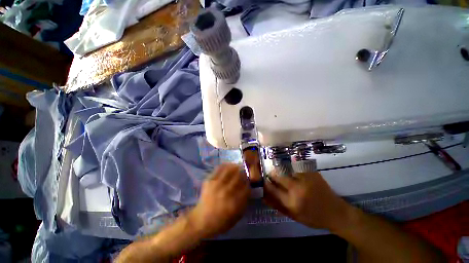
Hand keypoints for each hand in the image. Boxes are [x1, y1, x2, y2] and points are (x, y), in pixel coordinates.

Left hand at [189, 163, 249, 237]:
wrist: (201, 220)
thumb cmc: (220, 222)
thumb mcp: (236, 217)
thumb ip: (244, 204)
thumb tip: (248, 190)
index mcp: (234, 203)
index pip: (246, 188)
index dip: (249, 183)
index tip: (249, 182)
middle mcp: (226, 192)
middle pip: (239, 177)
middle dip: (243, 174)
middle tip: (244, 173)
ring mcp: (217, 185)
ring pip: (229, 170)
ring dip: (235, 167)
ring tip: (238, 166)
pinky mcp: (210, 180)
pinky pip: (219, 169)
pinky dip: (225, 165)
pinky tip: (229, 165)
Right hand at [264, 171, 351, 229]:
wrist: (336, 213)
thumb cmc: (313, 217)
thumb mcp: (293, 216)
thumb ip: (277, 205)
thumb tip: (263, 196)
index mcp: (292, 202)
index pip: (271, 189)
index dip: (265, 183)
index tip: (262, 181)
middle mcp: (297, 188)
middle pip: (277, 175)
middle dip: (271, 174)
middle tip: (271, 176)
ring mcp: (305, 178)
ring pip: (285, 168)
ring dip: (280, 170)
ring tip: (281, 173)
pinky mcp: (311, 172)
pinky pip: (296, 165)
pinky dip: (291, 167)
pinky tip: (292, 170)